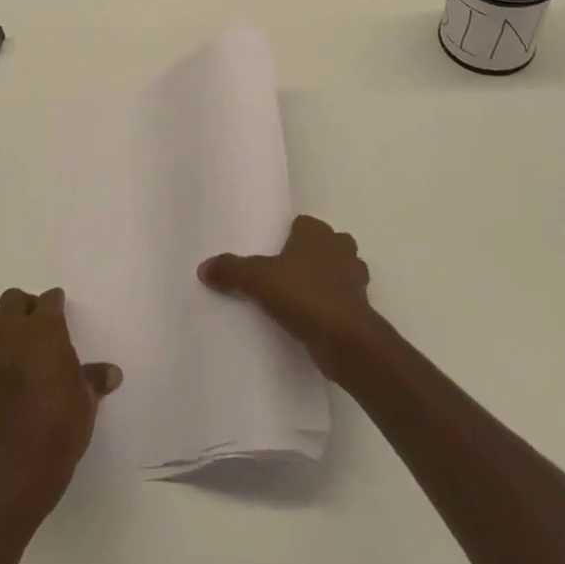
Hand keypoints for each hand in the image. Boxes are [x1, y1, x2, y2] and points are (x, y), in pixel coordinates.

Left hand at [0, 287, 120, 531]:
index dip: (57, 303)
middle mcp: (15, 336)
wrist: (15, 472)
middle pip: (12, 300)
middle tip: (45, 324)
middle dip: (27, 305)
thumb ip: (94, 380)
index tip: (64, 310)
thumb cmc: (59, 427)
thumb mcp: (86, 402)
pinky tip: (22, 375)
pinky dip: (5, 354)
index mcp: (44, 331)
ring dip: (11, 327)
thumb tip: (112, 373)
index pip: (48, 300)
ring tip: (32, 349)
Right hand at [199, 214, 384, 380]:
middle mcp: (340, 246)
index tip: (271, 252)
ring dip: (323, 280)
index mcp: (316, 232)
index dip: (287, 236)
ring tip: (296, 297)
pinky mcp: (361, 306)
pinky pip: (342, 297)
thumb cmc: (303, 295)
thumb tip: (203, 267)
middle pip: (322, 244)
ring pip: (337, 270)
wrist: (346, 340)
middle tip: (282, 274)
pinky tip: (311, 319)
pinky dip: (331, 304)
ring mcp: (355, 276)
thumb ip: (231, 270)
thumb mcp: (258, 280)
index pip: (301, 223)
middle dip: (308, 256)